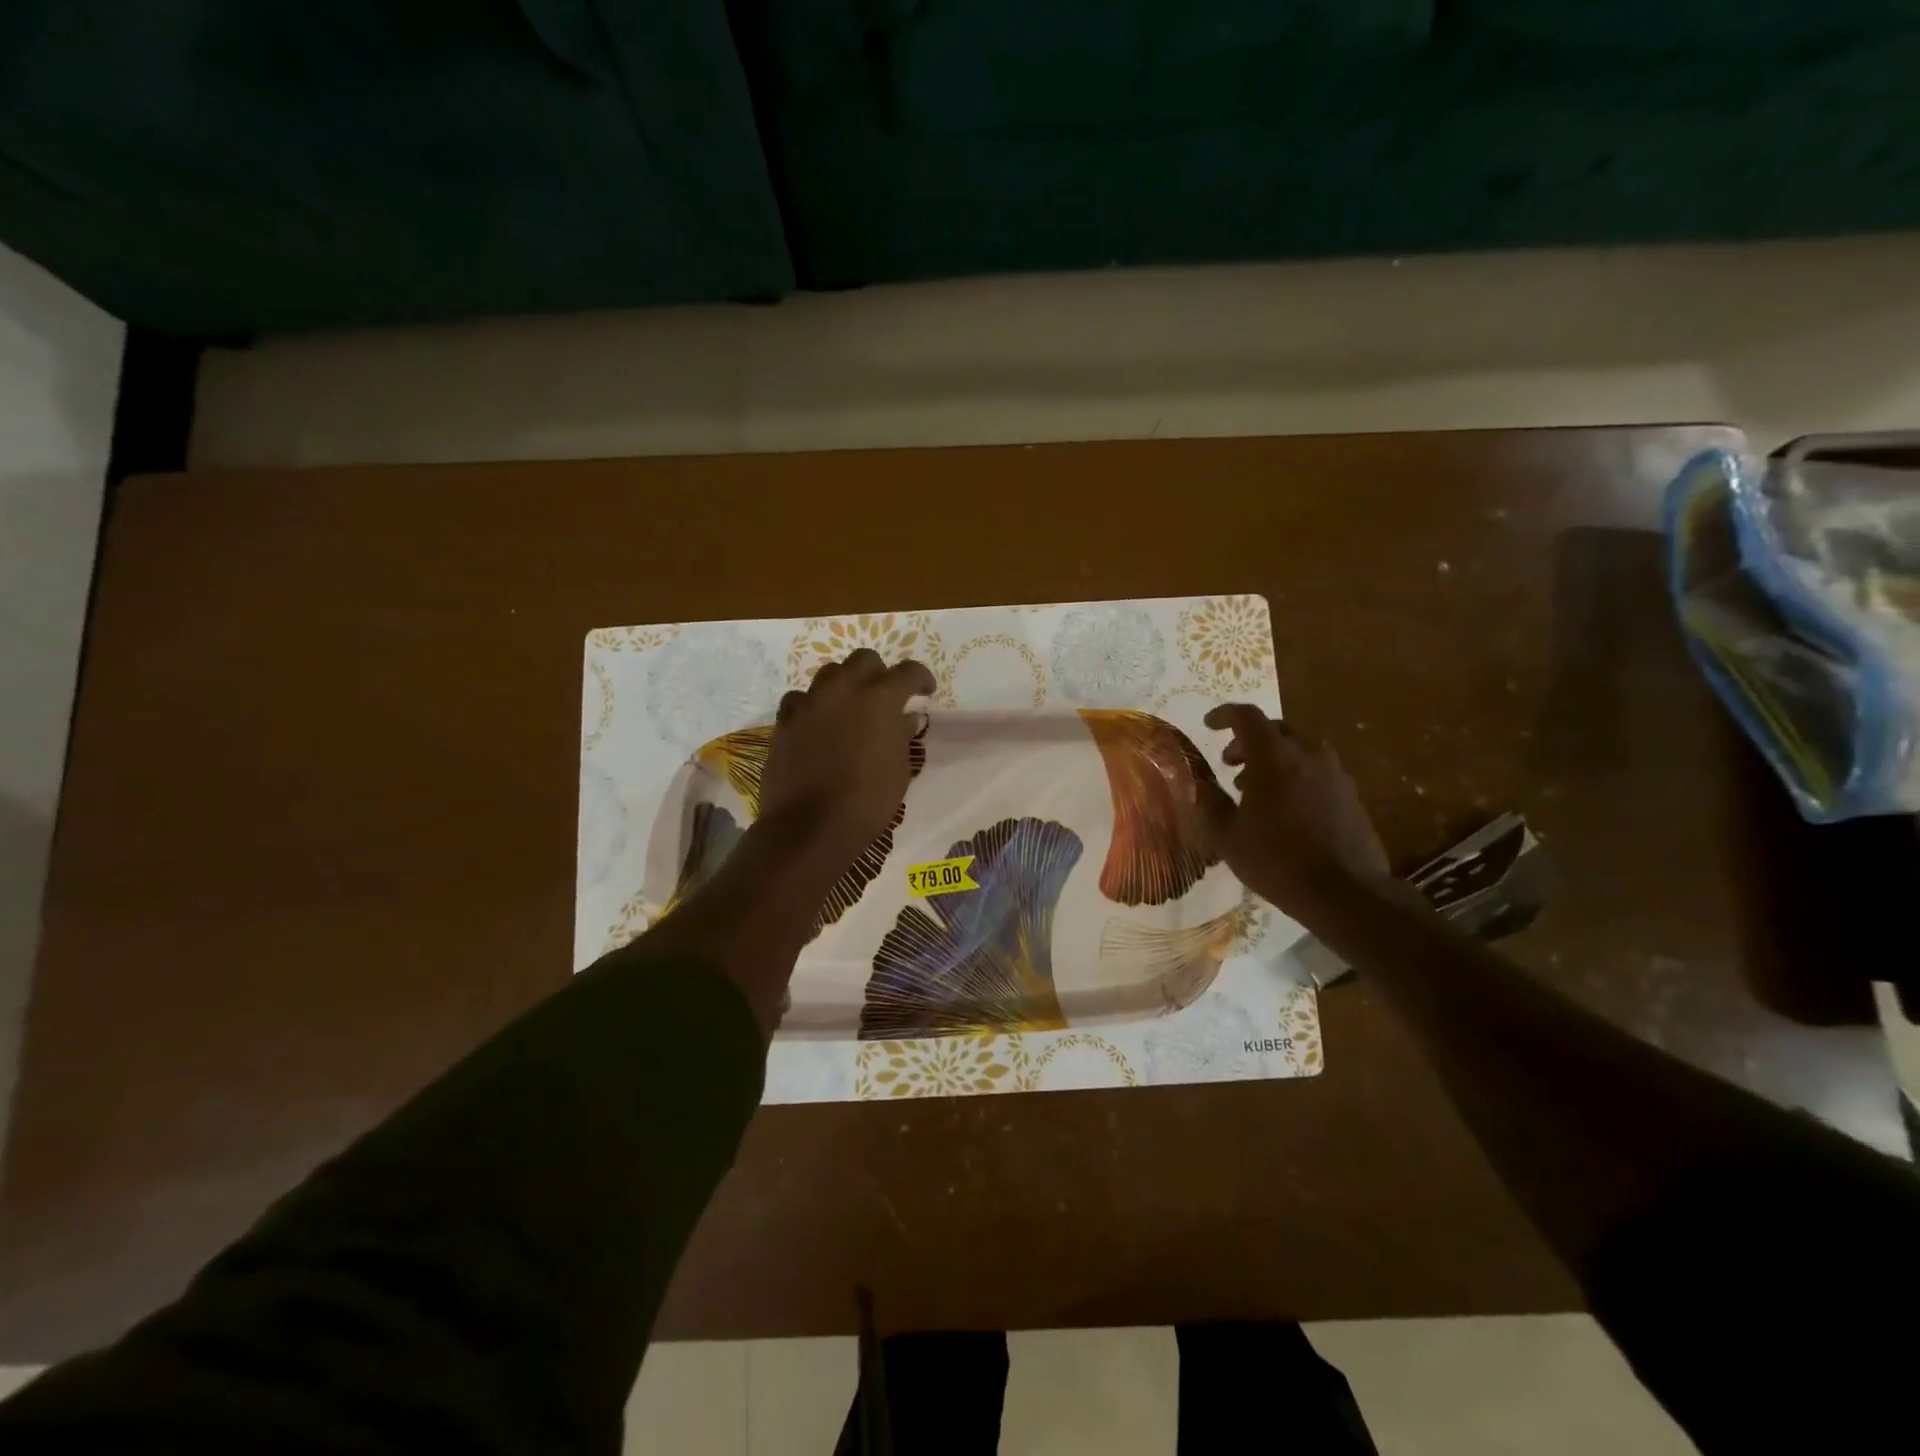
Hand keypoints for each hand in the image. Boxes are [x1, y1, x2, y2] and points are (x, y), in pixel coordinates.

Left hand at [760, 649, 935, 866]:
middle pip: (864, 660)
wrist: (810, 825)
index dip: (921, 679)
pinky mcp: (785, 720)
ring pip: (830, 674)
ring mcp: (810, 702)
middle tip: (885, 696)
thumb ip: (902, 735)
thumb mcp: (899, 769)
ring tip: (850, 708)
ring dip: (845, 685)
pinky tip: (818, 724)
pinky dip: (814, 705)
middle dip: (879, 673)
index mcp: (880, 698)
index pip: (908, 671)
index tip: (925, 692)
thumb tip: (906, 718)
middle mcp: (843, 689)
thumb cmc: (867, 800)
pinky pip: (800, 699)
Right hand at [1198, 704, 1390, 919]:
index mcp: (1275, 757)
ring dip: (1273, 760)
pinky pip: (1316, 773)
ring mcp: (1335, 775)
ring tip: (1255, 791)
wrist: (1346, 893)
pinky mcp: (1351, 796)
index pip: (1247, 716)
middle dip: (1248, 740)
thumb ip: (1209, 803)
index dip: (1224, 715)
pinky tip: (1284, 811)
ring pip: (1298, 751)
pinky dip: (1294, 778)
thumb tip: (1198, 784)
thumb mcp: (1227, 836)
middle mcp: (1308, 755)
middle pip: (1276, 730)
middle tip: (1230, 764)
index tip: (1209, 725)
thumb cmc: (1277, 860)